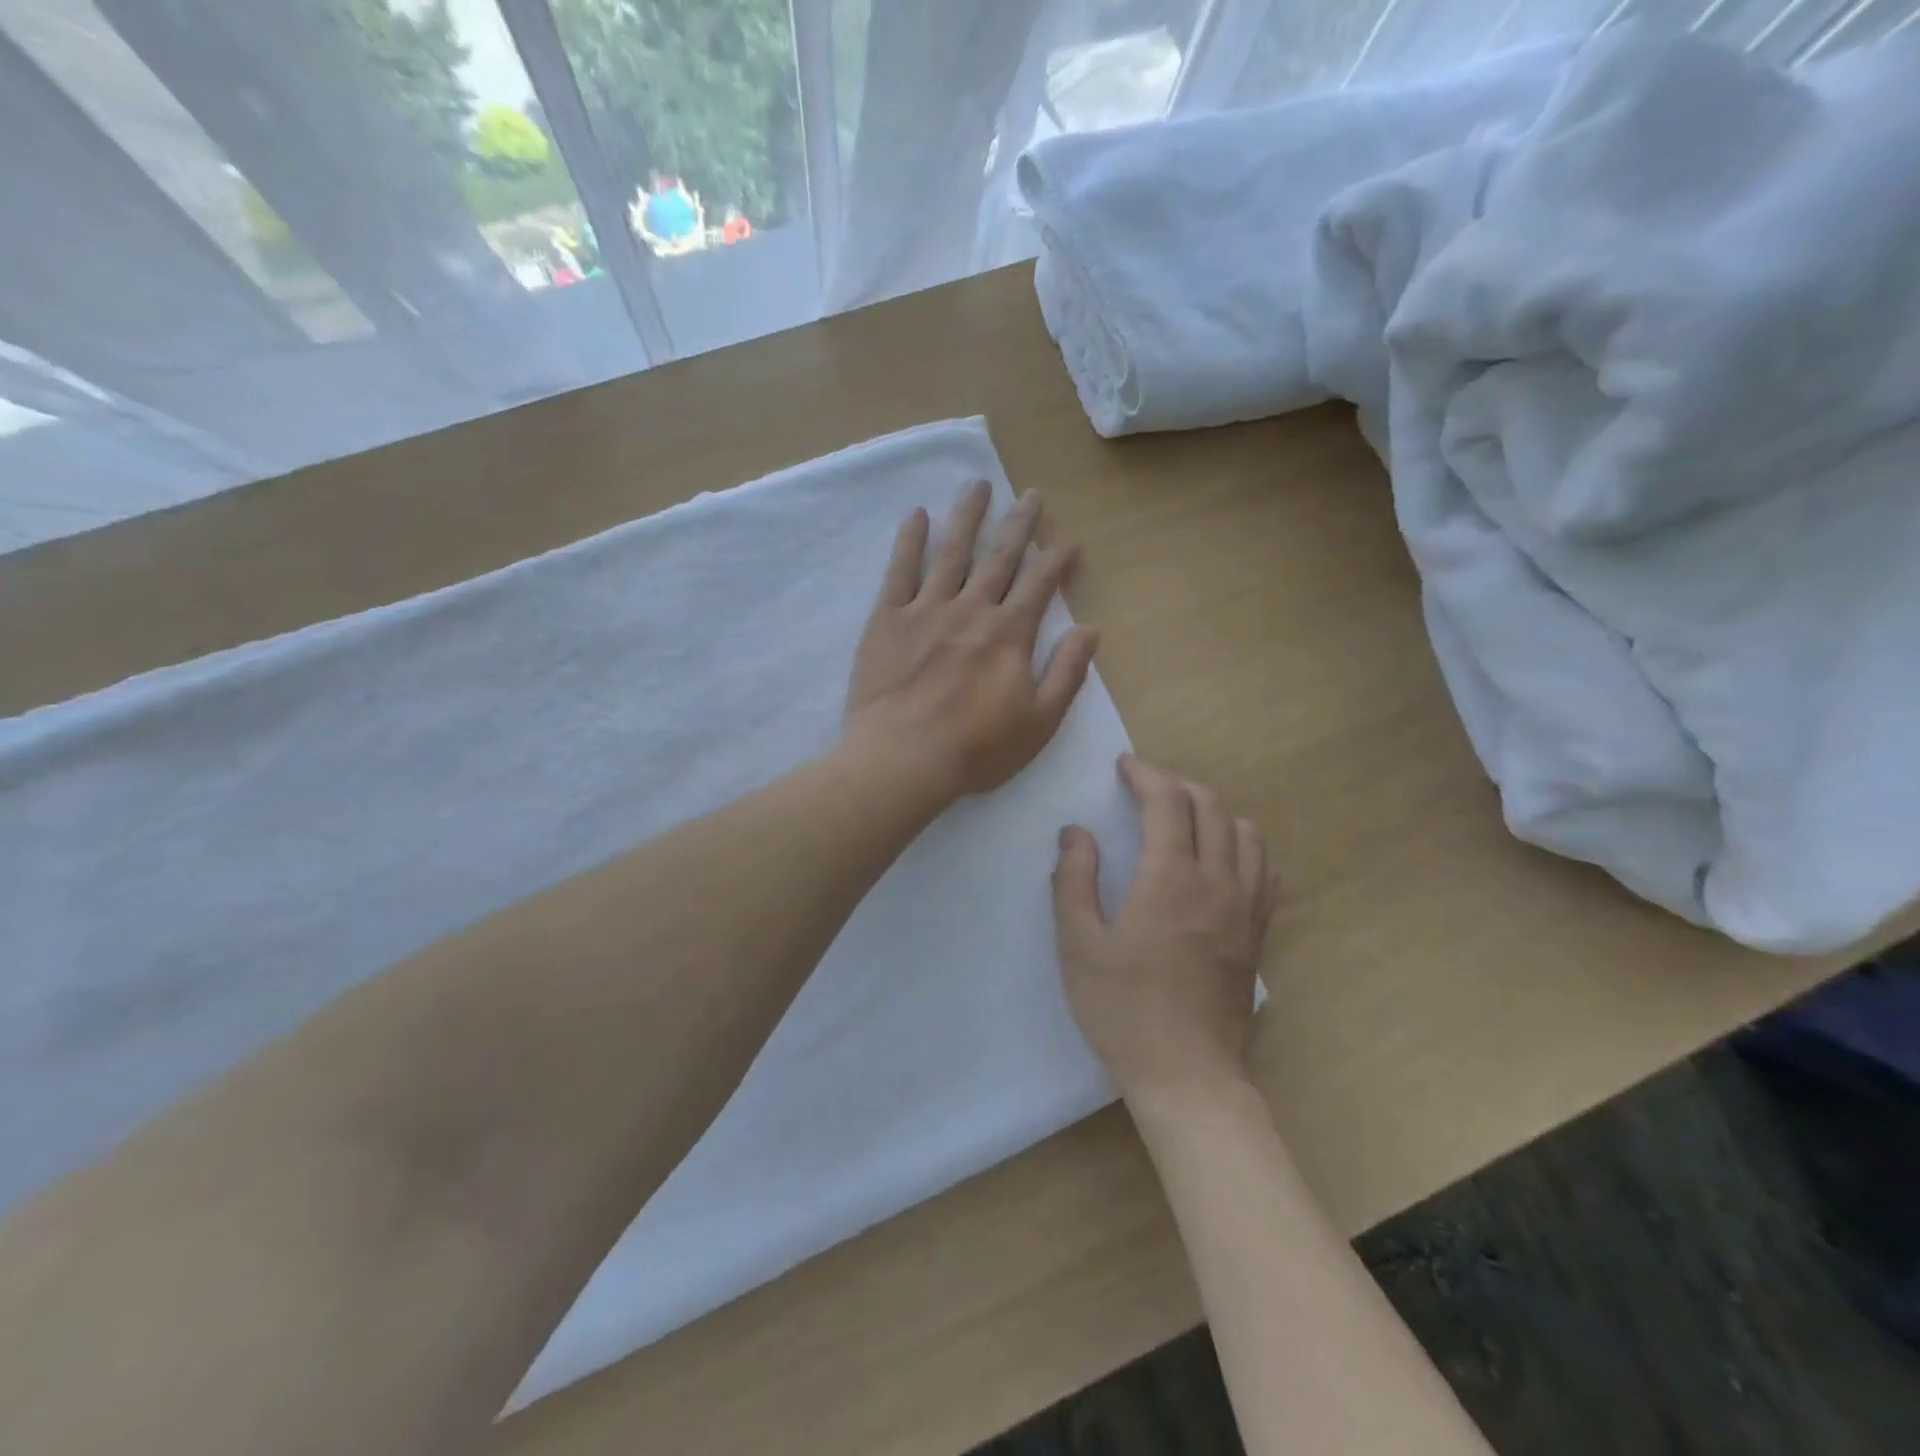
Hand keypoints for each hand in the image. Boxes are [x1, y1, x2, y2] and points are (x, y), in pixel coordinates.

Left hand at [844, 480, 1098, 802]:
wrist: (903, 760)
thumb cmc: (976, 749)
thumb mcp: (1039, 722)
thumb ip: (1067, 673)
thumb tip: (1090, 629)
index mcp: (1008, 635)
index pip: (1039, 586)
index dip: (1056, 561)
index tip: (1069, 542)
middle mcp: (971, 610)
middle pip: (999, 558)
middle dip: (1019, 525)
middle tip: (1031, 494)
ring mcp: (926, 610)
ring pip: (952, 553)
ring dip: (968, 517)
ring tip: (978, 485)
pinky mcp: (888, 620)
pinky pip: (899, 571)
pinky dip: (909, 541)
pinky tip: (917, 516)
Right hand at [1052, 755, 1275, 1101]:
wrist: (1189, 1076)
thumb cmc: (1124, 1010)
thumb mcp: (1079, 945)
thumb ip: (1074, 880)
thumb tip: (1076, 832)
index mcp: (1170, 879)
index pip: (1167, 802)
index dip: (1145, 774)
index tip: (1123, 766)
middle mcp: (1218, 881)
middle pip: (1210, 806)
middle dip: (1175, 785)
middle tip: (1144, 788)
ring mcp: (1247, 907)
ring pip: (1245, 832)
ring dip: (1213, 810)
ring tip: (1183, 818)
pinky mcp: (1260, 932)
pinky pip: (1264, 869)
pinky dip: (1242, 845)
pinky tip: (1221, 858)